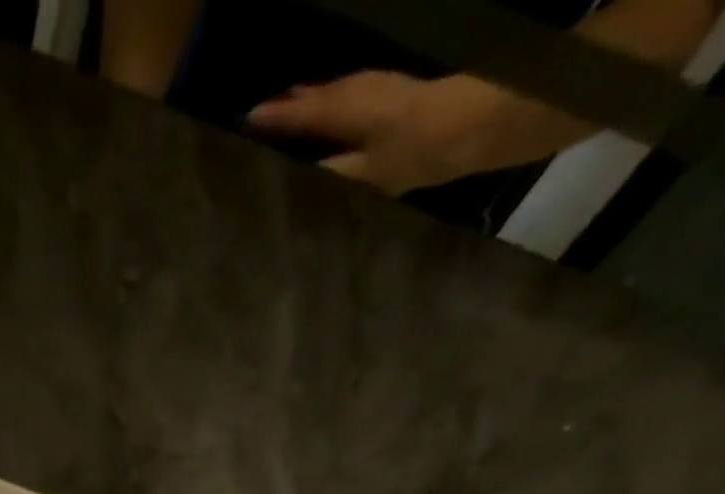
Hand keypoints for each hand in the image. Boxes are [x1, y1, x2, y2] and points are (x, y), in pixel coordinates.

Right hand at [246, 71, 516, 195]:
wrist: (476, 123)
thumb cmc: (417, 151)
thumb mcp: (366, 174)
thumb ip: (332, 172)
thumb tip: (300, 174)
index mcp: (345, 110)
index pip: (300, 114)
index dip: (274, 118)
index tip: (247, 119)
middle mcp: (358, 91)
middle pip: (316, 97)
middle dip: (291, 104)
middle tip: (265, 113)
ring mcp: (379, 87)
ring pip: (334, 92)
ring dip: (313, 100)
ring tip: (293, 107)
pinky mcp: (395, 94)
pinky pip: (351, 94)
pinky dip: (334, 102)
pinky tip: (333, 113)